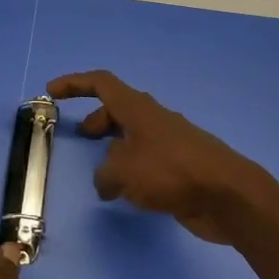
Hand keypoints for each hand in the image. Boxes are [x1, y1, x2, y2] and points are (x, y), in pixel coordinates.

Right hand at [47, 70, 278, 244]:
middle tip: (82, 137)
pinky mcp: (181, 169)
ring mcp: (171, 143)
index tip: (52, 91)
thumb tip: (107, 182)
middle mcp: (154, 120)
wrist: (227, 194)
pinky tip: (129, 193)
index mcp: (138, 109)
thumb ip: (105, 174)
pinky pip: (149, 161)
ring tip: (104, 173)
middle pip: (119, 108)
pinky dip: (133, 170)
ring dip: (115, 147)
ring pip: (135, 136)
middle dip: (98, 119)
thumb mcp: (123, 171)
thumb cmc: (171, 171)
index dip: (75, 84)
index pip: (102, 83)